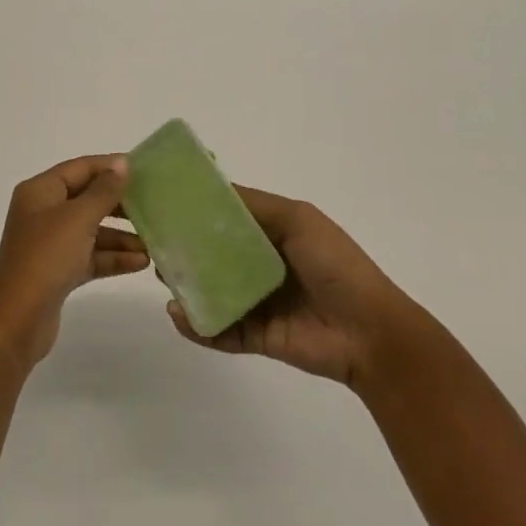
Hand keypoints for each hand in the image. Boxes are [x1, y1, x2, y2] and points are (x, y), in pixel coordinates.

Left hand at [0, 156, 149, 367]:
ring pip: (92, 230)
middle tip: (153, 206)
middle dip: (119, 204)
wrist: (18, 321)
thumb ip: (104, 191)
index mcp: (40, 191)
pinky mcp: (58, 270)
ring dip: (121, 236)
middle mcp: (43, 212)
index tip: (144, 171)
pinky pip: (90, 256)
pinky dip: (112, 258)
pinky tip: (141, 263)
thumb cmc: (46, 258)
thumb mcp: (78, 218)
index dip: (110, 166)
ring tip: (152, 242)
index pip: (80, 168)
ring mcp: (50, 243)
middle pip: (87, 199)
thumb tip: (122, 164)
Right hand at [165, 186, 428, 389]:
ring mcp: (258, 302)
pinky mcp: (257, 336)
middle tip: (155, 244)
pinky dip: (198, 325)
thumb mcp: (297, 220)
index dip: (199, 211)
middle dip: (185, 250)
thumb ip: (254, 206)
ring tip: (163, 279)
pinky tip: (178, 315)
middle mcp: (262, 265)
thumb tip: (210, 190)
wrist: (370, 332)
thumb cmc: (335, 265)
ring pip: (212, 292)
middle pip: (214, 256)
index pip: (228, 219)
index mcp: (274, 233)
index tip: (165, 203)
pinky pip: (220, 329)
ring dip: (187, 286)